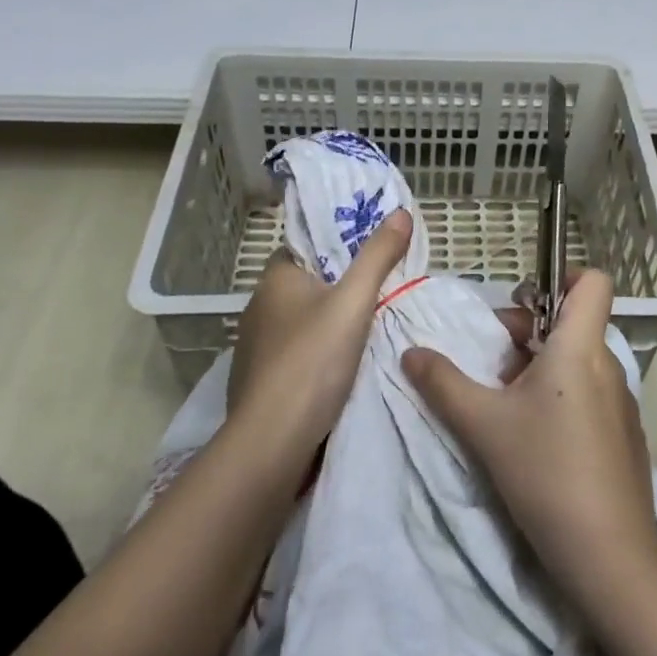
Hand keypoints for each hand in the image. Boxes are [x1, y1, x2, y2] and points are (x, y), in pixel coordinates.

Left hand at [226, 209, 412, 467]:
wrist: (272, 443)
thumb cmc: (312, 360)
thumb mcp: (354, 302)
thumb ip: (378, 256)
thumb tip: (400, 212)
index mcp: (275, 278)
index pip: (307, 247)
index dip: (337, 247)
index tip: (370, 254)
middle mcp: (259, 307)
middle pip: (307, 285)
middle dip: (339, 288)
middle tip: (381, 290)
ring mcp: (255, 348)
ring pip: (301, 323)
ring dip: (328, 325)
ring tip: (369, 329)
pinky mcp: (259, 383)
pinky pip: (295, 356)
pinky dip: (316, 357)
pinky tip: (342, 369)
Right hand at [402, 270, 656, 615]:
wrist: (611, 558)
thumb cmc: (546, 473)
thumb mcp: (483, 425)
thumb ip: (443, 383)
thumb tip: (411, 352)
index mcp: (580, 347)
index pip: (592, 282)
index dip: (562, 278)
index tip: (524, 302)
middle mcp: (607, 365)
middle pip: (573, 321)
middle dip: (530, 330)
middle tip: (494, 363)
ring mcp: (621, 403)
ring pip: (578, 360)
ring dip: (541, 366)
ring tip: (506, 403)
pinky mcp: (624, 436)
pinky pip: (590, 392)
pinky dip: (561, 396)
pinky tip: (536, 438)